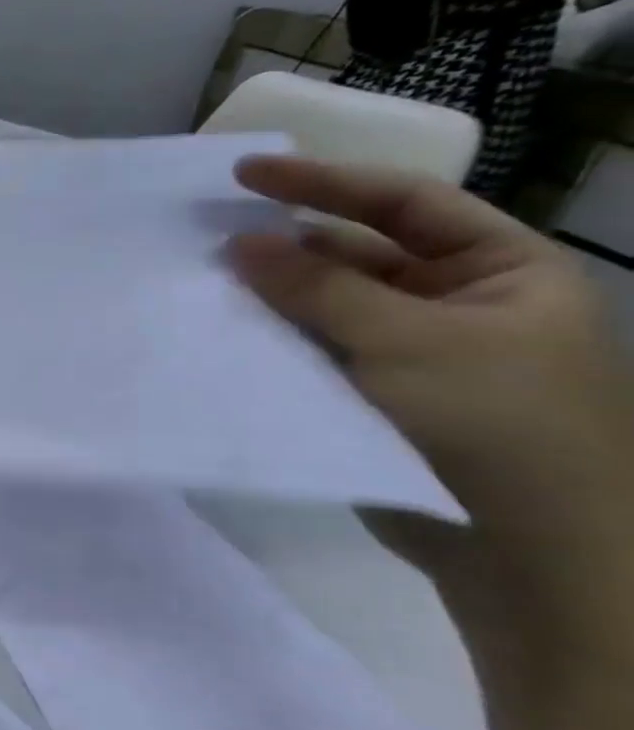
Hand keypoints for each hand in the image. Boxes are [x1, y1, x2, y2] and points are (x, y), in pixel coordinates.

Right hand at [226, 157, 633, 644]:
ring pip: (324, 304)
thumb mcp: (410, 341)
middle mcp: (454, 301)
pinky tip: (222, 332)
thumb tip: (238, 241)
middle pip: (355, 253)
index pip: (402, 203)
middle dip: (285, 246)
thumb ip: (319, 287)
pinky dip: (270, 338)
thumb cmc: (495, 425)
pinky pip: (311, 348)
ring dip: (270, 294)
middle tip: (206, 234)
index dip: (323, 182)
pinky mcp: (369, 393)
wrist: (527, 554)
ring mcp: (409, 350)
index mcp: (499, 270)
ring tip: (202, 281)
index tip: (243, 175)